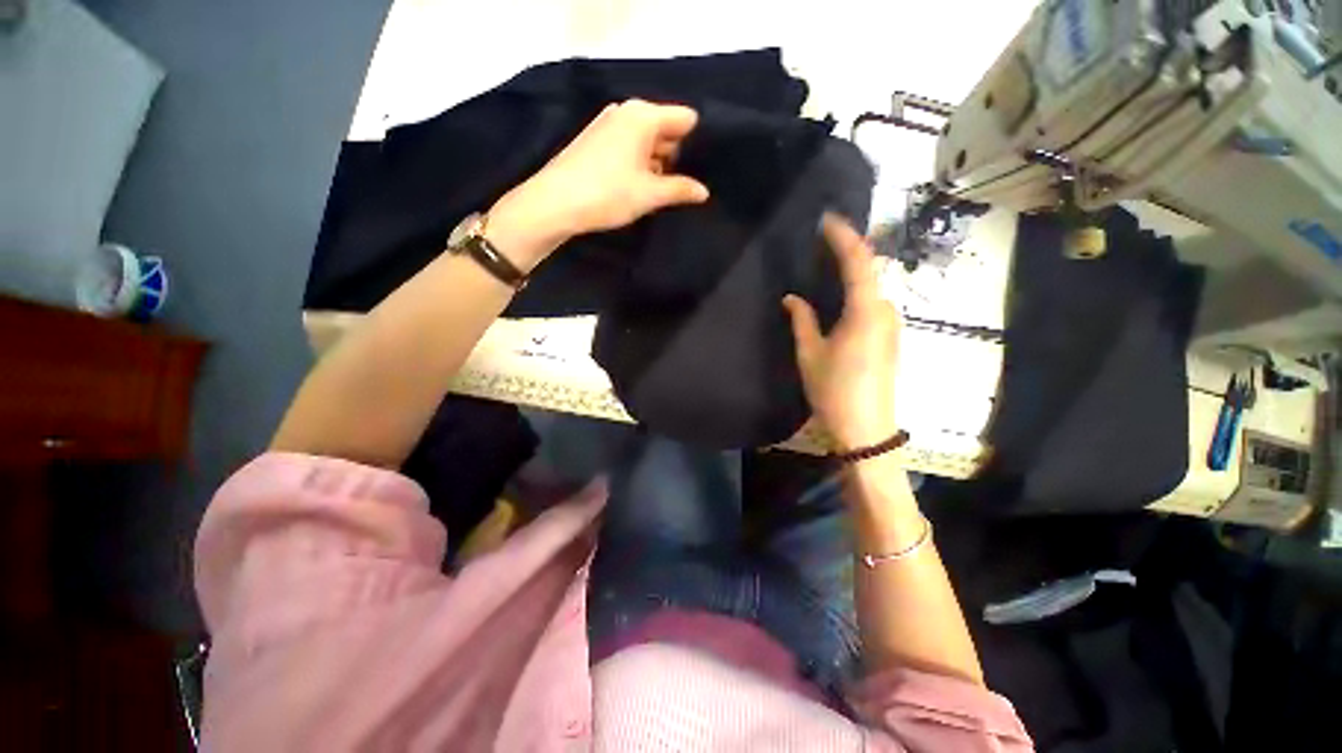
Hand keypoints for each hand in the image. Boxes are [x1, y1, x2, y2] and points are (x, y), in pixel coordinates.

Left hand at [487, 100, 709, 268]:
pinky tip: (638, 186)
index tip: (703, 168)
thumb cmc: (608, 193)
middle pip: (665, 129)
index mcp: (644, 115)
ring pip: (646, 140)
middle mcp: (627, 111)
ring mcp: (608, 124)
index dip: (696, 142)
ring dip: (656, 164)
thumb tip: (704, 192)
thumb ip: (681, 189)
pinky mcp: (596, 140)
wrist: (555, 202)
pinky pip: (628, 146)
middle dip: (676, 156)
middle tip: (683, 185)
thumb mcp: (650, 194)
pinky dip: (638, 163)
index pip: (685, 118)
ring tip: (661, 191)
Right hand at [783, 215, 901, 450]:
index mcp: (866, 311)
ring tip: (825, 264)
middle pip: (869, 270)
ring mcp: (891, 325)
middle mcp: (885, 311)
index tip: (825, 219)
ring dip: (852, 272)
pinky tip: (837, 296)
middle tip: (820, 241)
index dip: (843, 236)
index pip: (858, 260)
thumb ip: (802, 320)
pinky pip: (872, 304)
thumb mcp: (810, 354)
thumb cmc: (834, 390)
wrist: (866, 429)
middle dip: (848, 251)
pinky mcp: (889, 338)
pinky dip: (856, 292)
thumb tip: (792, 298)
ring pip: (871, 287)